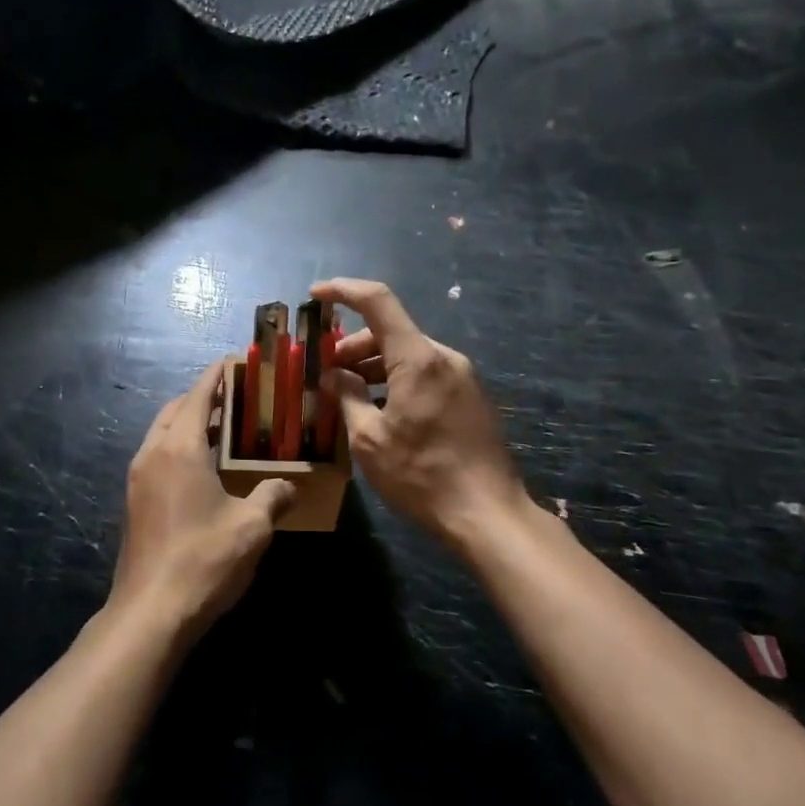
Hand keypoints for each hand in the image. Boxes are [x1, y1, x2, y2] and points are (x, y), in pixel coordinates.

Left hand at [109, 359, 296, 642]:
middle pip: (175, 409)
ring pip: (162, 433)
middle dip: (202, 397)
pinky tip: (204, 469)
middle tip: (237, 399)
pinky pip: (157, 456)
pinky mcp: (134, 501)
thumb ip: (273, 497)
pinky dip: (178, 447)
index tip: (236, 362)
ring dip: (187, 422)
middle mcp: (152, 453)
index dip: (217, 375)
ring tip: (223, 430)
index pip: (198, 394)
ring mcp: (138, 478)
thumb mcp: (252, 527)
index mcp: (179, 448)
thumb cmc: (204, 560)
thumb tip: (289, 486)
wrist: (150, 613)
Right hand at [312, 279, 525, 549]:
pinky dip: (397, 379)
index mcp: (418, 359)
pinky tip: (382, 408)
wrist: (489, 515)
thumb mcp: (370, 440)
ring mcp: (462, 377)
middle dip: (353, 344)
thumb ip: (348, 397)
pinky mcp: (470, 397)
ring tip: (350, 393)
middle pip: (391, 330)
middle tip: (328, 372)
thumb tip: (334, 375)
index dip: (344, 290)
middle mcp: (444, 357)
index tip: (316, 294)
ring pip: (408, 353)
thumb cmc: (422, 476)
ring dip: (375, 364)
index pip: (378, 301)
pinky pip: (426, 373)